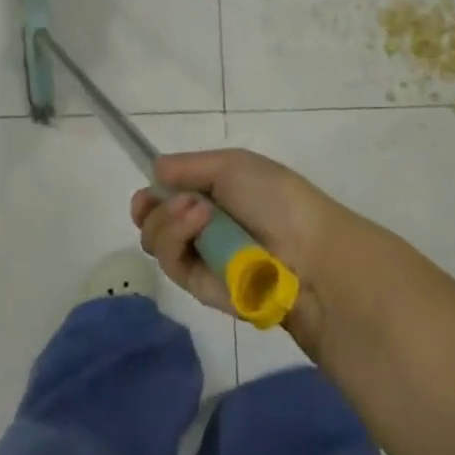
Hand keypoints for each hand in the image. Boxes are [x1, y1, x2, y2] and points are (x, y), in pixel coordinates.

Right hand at [131, 149, 370, 355]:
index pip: (167, 197)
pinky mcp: (200, 289)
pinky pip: (172, 265)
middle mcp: (202, 228)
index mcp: (213, 196)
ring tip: (197, 211)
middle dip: (153, 209)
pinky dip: (178, 240)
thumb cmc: (275, 197)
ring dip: (168, 221)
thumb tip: (155, 170)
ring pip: (156, 242)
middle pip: (152, 221)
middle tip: (171, 201)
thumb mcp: (232, 165)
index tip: (147, 193)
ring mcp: (200, 259)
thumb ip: (188, 166)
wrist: (307, 252)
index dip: (152, 195)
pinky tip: (199, 223)